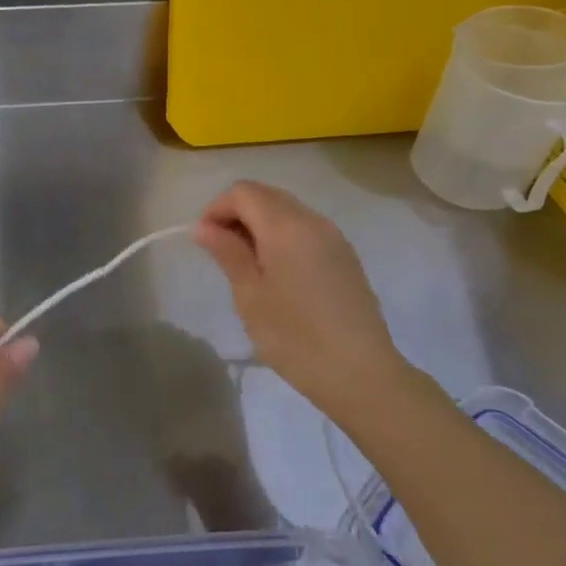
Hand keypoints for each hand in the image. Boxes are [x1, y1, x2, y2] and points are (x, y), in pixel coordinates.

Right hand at [196, 181, 404, 417]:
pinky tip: (278, 273)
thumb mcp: (250, 296)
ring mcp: (334, 237)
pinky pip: (307, 229)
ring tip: (247, 264)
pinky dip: (283, 236)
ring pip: (288, 210)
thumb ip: (227, 253)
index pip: (243, 192)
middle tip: (221, 251)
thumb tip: (204, 226)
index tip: (204, 241)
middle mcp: (313, 220)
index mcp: (285, 226)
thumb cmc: (295, 337)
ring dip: (261, 224)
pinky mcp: (346, 256)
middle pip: (267, 195)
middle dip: (237, 213)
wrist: (361, 373)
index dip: (217, 208)